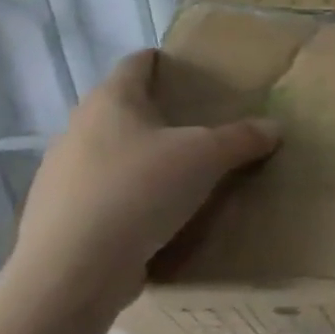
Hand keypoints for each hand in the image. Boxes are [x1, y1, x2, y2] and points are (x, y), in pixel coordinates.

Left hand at [7, 50, 280, 322]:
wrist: (72, 272)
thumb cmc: (140, 191)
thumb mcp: (206, 157)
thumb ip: (242, 138)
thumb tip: (273, 127)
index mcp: (110, 102)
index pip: (135, 65)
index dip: (160, 61)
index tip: (185, 68)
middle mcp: (78, 130)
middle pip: (121, 109)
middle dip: (156, 114)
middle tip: (197, 124)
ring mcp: (62, 176)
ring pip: (110, 153)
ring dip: (141, 158)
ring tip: (180, 172)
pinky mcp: (60, 217)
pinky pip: (103, 194)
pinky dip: (128, 196)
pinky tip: (155, 215)